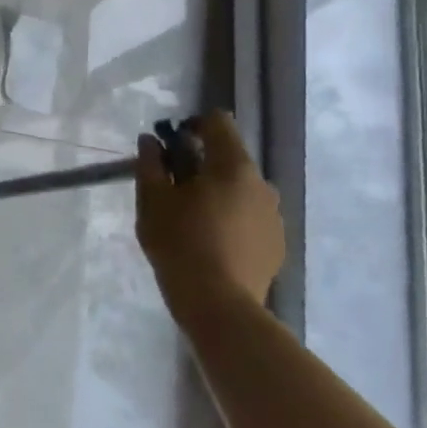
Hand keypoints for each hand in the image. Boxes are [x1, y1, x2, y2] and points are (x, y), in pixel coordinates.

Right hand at [135, 111, 283, 320]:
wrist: (219, 304)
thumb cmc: (179, 243)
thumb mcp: (152, 201)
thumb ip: (150, 164)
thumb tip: (149, 141)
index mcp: (232, 166)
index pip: (218, 123)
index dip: (192, 126)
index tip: (169, 146)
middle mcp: (262, 183)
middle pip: (229, 158)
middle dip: (200, 165)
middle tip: (172, 189)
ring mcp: (274, 215)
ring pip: (241, 189)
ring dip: (217, 193)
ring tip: (191, 219)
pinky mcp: (277, 243)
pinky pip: (250, 216)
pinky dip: (231, 218)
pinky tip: (211, 242)